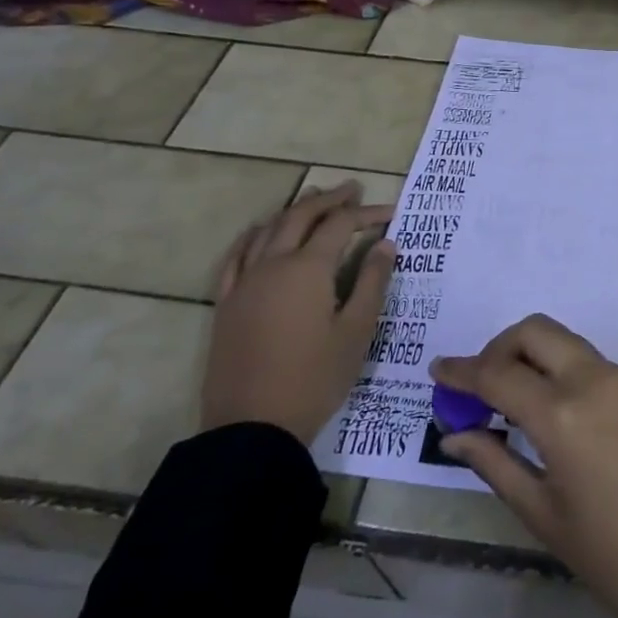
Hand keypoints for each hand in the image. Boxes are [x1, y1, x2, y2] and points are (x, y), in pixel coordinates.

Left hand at [202, 183, 395, 443]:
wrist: (252, 428)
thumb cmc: (315, 378)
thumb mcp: (356, 331)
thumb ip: (372, 282)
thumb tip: (385, 244)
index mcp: (308, 269)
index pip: (340, 225)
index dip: (366, 213)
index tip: (390, 212)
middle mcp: (273, 265)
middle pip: (300, 216)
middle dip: (329, 199)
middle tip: (352, 189)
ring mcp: (244, 283)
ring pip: (268, 230)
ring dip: (293, 210)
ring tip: (313, 198)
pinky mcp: (227, 304)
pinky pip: (236, 257)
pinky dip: (252, 236)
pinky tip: (260, 232)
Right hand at [433, 316, 617, 617]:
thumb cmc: (615, 556)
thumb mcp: (544, 515)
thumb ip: (496, 464)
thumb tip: (454, 436)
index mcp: (564, 413)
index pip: (498, 374)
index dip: (462, 371)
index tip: (436, 371)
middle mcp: (593, 379)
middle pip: (535, 332)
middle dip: (498, 348)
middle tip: (476, 387)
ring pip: (563, 340)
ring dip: (528, 354)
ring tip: (504, 399)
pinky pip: (586, 360)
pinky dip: (555, 367)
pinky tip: (543, 408)